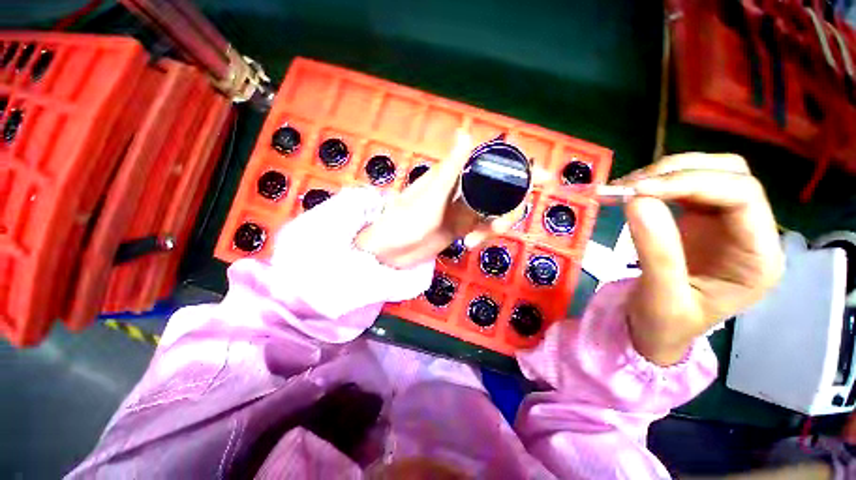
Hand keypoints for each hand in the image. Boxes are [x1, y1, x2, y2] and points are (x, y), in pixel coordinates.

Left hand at [355, 131, 525, 268]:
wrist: (391, 251)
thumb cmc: (404, 220)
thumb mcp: (430, 196)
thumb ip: (451, 168)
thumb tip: (465, 132)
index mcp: (456, 176)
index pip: (493, 164)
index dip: (519, 167)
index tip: (542, 178)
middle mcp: (464, 190)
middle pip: (501, 191)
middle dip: (509, 207)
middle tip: (500, 226)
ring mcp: (464, 210)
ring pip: (494, 212)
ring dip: (494, 226)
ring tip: (479, 238)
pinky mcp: (462, 228)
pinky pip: (483, 228)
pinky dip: (483, 236)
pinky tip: (469, 244)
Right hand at [617, 154, 783, 365]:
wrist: (657, 330)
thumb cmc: (666, 325)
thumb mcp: (661, 297)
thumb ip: (655, 251)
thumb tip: (636, 200)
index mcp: (759, 257)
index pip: (742, 196)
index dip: (691, 183)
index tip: (638, 191)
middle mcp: (751, 231)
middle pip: (730, 174)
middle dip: (678, 172)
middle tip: (629, 186)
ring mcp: (726, 222)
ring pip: (708, 172)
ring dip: (664, 173)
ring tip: (623, 187)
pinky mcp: (701, 218)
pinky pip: (684, 185)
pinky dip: (656, 182)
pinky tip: (630, 191)